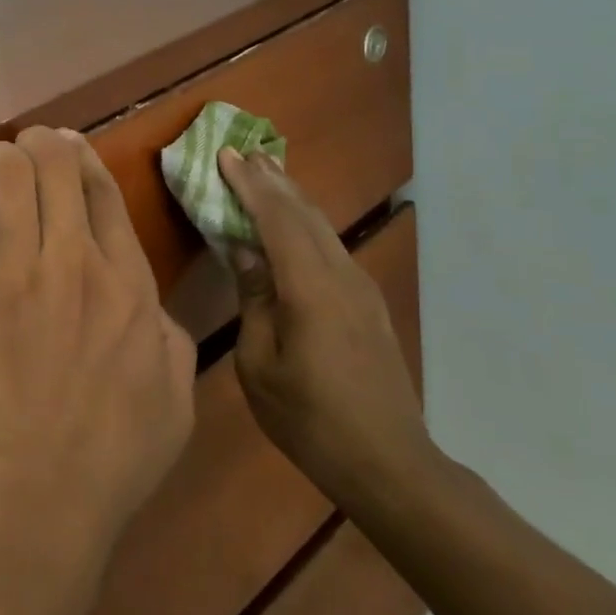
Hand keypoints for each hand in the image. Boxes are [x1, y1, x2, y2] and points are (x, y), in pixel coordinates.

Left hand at [0, 127, 196, 553]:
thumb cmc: (113, 453)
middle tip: (24, 151)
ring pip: (4, 177)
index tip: (66, 145)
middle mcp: (72, 262)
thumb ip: (169, 337)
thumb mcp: (175, 396)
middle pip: (54, 167)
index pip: (102, 192)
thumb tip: (148, 305)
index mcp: (126, 282)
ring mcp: (13, 273)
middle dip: (38, 145)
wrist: (36, 489)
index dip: (81, 157)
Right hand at [217, 147, 432, 503]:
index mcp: (311, 289)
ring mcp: (361, 289)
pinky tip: (295, 223)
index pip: (277, 219)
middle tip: (245, 151)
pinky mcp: (368, 304)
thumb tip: (245, 250)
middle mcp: (341, 276)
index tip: (226, 154)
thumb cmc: (311, 419)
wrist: (389, 463)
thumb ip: (254, 300)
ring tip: (267, 173)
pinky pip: (331, 246)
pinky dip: (306, 223)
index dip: (250, 185)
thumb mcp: (261, 364)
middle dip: (273, 180)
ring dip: (292, 197)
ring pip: (323, 227)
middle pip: (305, 213)